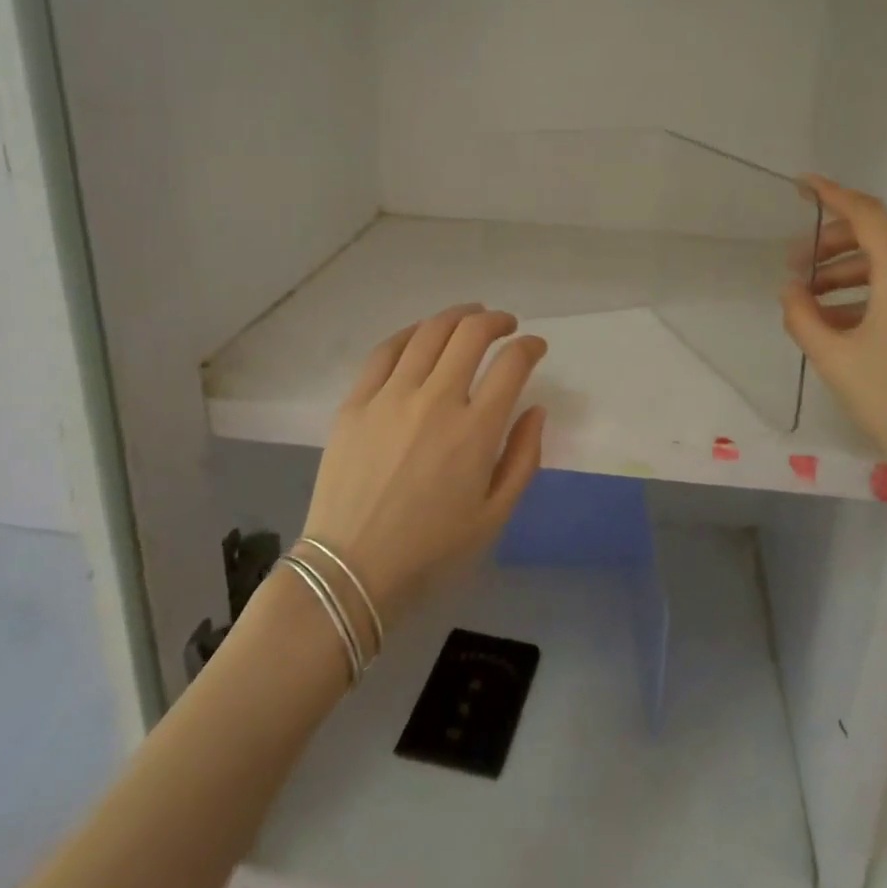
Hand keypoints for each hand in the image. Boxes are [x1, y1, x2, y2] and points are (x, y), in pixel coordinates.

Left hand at [299, 305, 548, 639]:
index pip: (511, 365)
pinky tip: (421, 334)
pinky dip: (410, 333)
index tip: (535, 348)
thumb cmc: (431, 550)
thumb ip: (523, 458)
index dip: (530, 347)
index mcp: (474, 431)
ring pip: (428, 333)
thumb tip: (535, 410)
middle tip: (506, 325)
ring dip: (456, 317)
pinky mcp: (355, 403)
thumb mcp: (494, 516)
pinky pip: (384, 351)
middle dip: (496, 321)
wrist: (351, 571)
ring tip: (469, 316)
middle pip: (470, 335)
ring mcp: (390, 397)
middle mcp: (435, 401)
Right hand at [781, 175, 886, 528]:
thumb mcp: (836, 360)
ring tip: (814, 297)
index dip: (831, 195)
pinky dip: (879, 288)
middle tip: (796, 266)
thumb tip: (790, 289)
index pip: (867, 213)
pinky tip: (848, 318)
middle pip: (883, 232)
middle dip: (835, 241)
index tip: (801, 186)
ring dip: (854, 267)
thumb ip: (802, 315)